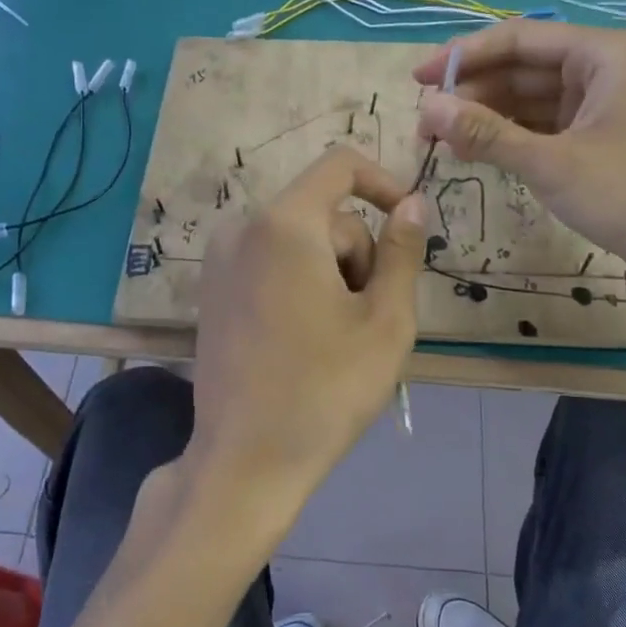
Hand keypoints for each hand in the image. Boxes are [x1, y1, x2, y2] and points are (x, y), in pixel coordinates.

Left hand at [187, 146, 428, 537]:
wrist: (245, 461)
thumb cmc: (325, 390)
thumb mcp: (385, 321)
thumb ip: (402, 251)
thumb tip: (412, 203)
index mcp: (284, 224)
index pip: (340, 165)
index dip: (384, 183)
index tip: (408, 225)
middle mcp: (243, 227)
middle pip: (324, 214)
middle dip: (357, 254)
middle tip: (368, 319)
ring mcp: (220, 259)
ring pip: (300, 240)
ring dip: (331, 274)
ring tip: (337, 336)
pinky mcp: (212, 288)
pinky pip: (272, 261)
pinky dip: (300, 283)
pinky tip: (304, 338)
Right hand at [414, 19, 625, 302]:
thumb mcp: (553, 163)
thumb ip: (487, 133)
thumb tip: (428, 109)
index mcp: (603, 54)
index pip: (518, 39)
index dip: (463, 57)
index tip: (417, 80)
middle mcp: (603, 72)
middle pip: (522, 69)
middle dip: (472, 94)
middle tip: (424, 125)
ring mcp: (602, 110)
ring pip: (530, 102)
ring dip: (487, 119)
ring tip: (441, 143)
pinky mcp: (599, 145)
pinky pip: (543, 129)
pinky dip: (509, 140)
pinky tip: (477, 155)